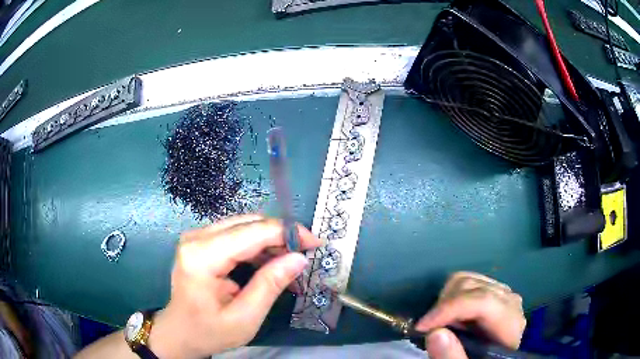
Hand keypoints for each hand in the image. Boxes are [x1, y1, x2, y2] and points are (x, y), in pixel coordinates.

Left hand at [149, 214, 320, 358]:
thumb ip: (270, 285)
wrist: (180, 331)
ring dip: (271, 240)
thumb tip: (299, 258)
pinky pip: (236, 233)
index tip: (315, 244)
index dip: (287, 233)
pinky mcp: (201, 241)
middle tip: (304, 256)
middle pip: (248, 223)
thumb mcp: (245, 317)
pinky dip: (258, 244)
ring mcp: (197, 236)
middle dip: (281, 236)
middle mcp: (197, 237)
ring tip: (290, 262)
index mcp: (202, 257)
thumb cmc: (209, 331)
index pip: (252, 232)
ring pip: (244, 225)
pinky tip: (270, 262)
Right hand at [415, 272, 525, 358]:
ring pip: (465, 279)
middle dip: (443, 307)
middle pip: (471, 287)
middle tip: (428, 331)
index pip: (482, 301)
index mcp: (510, 322)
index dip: (449, 310)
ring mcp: (501, 292)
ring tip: (440, 325)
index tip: (421, 327)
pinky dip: (449, 296)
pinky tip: (449, 317)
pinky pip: (466, 281)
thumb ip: (453, 357)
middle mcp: (509, 300)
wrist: (489, 358)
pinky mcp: (491, 290)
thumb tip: (434, 333)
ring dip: (444, 301)